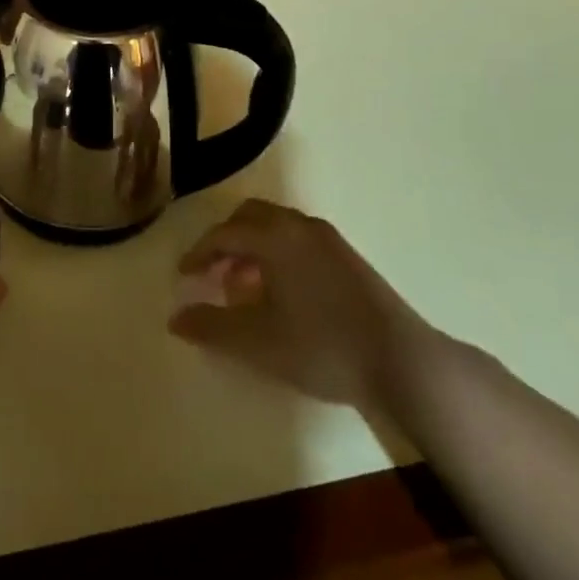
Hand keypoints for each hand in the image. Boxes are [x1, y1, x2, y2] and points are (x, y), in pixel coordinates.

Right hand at [169, 199, 430, 406]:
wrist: (403, 362)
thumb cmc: (321, 346)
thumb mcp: (256, 342)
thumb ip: (211, 327)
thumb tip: (175, 319)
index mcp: (275, 237)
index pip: (223, 233)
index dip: (198, 253)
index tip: (184, 276)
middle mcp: (300, 226)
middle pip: (250, 217)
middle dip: (225, 241)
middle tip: (212, 272)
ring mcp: (329, 240)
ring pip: (277, 228)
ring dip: (252, 247)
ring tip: (243, 286)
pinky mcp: (349, 258)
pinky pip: (299, 240)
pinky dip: (278, 254)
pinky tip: (281, 293)